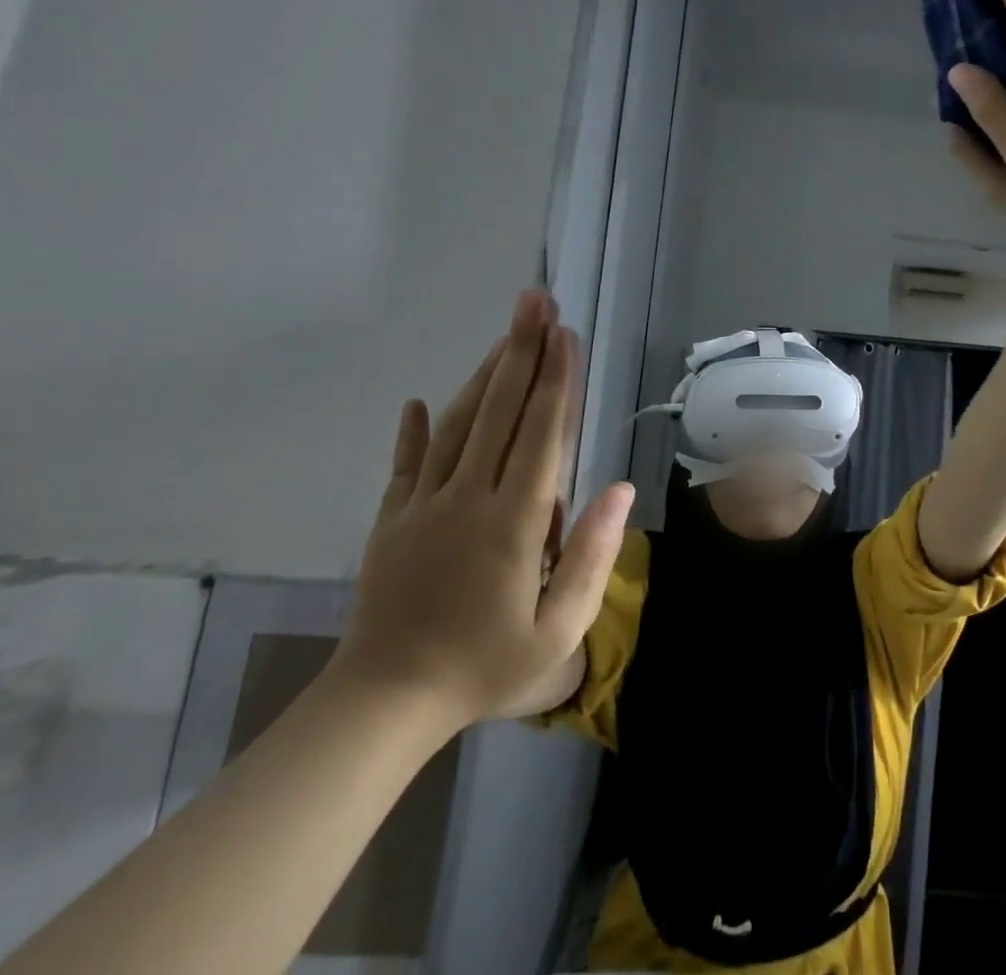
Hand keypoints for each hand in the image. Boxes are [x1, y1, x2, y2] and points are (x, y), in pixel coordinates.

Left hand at [328, 290, 633, 729]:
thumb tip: (621, 488)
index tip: (567, 334)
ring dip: (483, 375)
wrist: (385, 704)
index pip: (541, 434)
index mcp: (512, 521)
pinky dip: (414, 429)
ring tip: (505, 335)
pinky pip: (406, 462)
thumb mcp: (557, 631)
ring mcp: (422, 504)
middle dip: (522, 351)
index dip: (557, 380)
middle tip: (535, 301)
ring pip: (456, 424)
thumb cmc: (485, 666)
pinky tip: (418, 400)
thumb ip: (591, 557)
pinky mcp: (391, 519)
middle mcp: (467, 497)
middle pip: (498, 411)